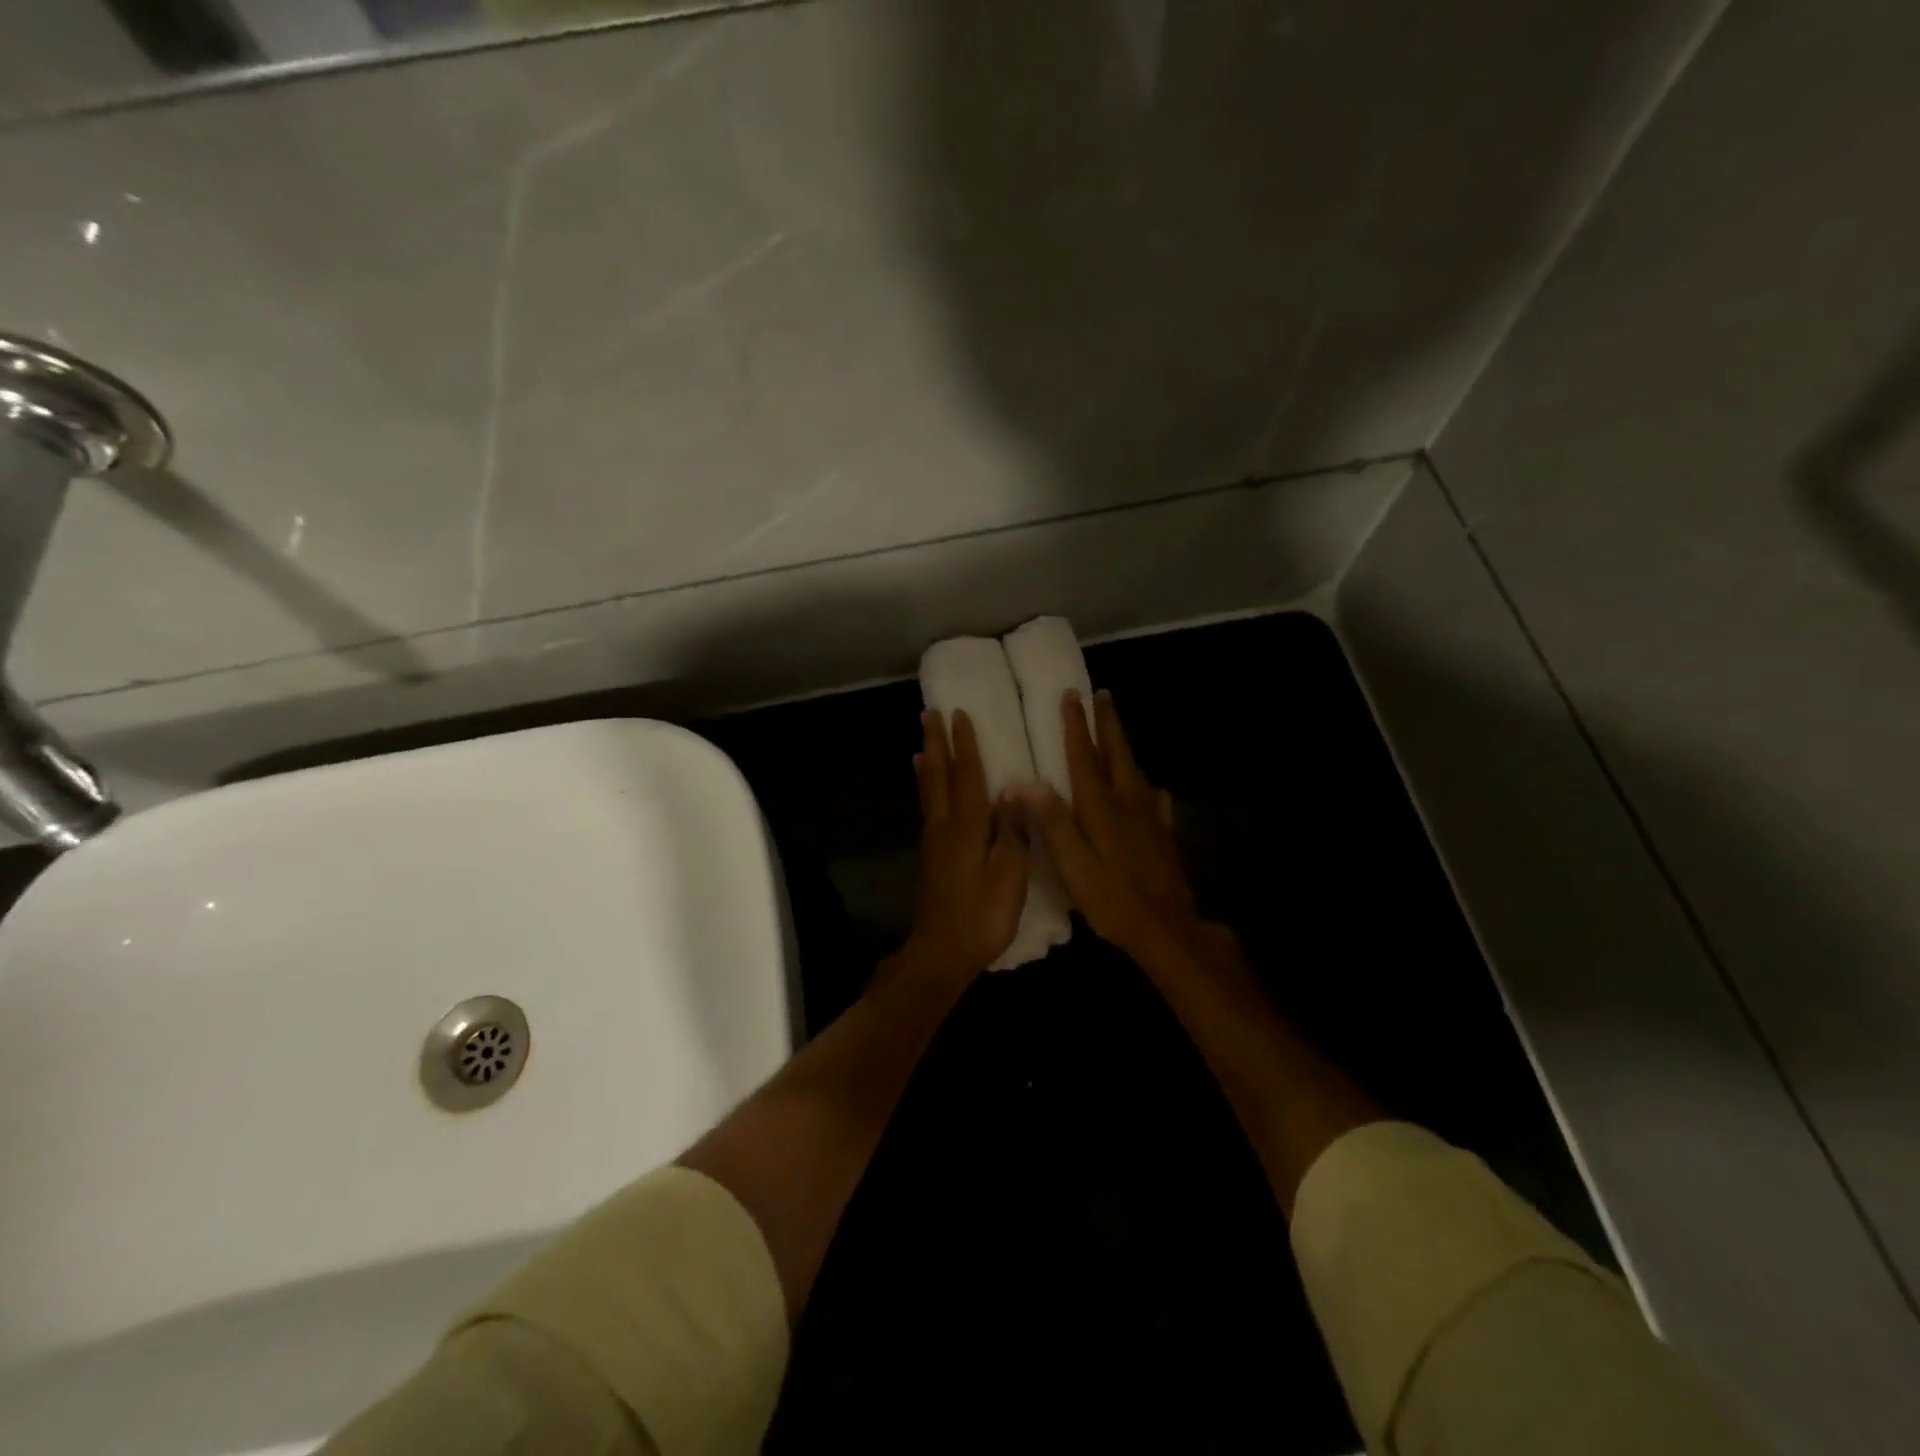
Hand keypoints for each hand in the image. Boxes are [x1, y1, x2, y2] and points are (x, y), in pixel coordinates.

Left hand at [896, 708, 1029, 985]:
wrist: (941, 954)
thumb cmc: (982, 917)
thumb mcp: (1009, 877)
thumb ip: (1011, 832)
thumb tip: (1012, 790)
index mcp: (967, 828)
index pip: (967, 776)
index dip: (965, 745)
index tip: (960, 714)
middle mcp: (945, 827)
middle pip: (939, 777)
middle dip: (936, 744)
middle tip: (929, 714)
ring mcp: (935, 842)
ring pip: (929, 791)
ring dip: (928, 763)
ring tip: (923, 742)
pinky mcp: (932, 857)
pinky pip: (929, 808)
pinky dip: (927, 788)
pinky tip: (928, 789)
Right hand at [1014, 690, 1211, 965]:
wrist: (1166, 928)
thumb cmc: (1111, 898)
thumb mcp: (1072, 865)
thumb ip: (1051, 823)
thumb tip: (1025, 783)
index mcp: (1101, 807)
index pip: (1084, 757)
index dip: (1076, 725)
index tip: (1070, 695)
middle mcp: (1127, 802)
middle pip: (1116, 753)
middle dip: (1106, 723)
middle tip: (1101, 694)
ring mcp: (1150, 817)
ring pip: (1134, 769)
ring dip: (1122, 744)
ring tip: (1116, 728)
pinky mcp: (1163, 834)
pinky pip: (1153, 797)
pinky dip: (1145, 783)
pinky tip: (1148, 787)